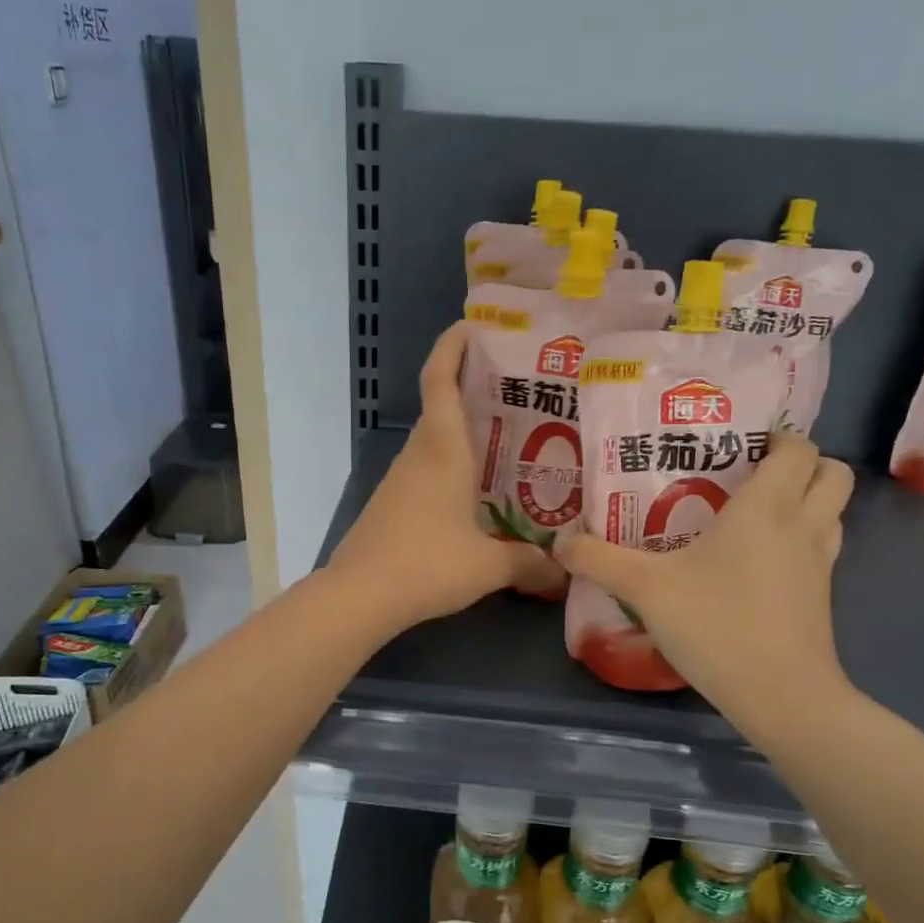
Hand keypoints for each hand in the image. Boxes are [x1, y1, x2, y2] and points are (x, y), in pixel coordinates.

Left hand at [329, 322, 561, 628]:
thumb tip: (563, 571)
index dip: (452, 346)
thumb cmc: (427, 564)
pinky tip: (478, 496)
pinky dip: (452, 470)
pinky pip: (427, 473)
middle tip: (520, 395)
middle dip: (474, 391)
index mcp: (441, 449)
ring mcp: (400, 481)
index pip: (439, 379)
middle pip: (441, 407)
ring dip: (465, 436)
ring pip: (435, 443)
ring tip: (510, 445)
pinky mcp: (392, 506)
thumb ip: (529, 563)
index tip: (472, 326)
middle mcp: (418, 455)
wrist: (360, 596)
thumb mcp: (488, 565)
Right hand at [555, 432, 855, 726]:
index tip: (743, 443)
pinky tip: (757, 564)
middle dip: (804, 464)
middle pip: (833, 473)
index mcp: (767, 507)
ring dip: (807, 502)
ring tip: (756, 515)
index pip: (798, 449)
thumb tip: (559, 542)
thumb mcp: (644, 588)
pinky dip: (801, 542)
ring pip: (833, 513)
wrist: (780, 695)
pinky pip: (821, 550)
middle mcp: (803, 526)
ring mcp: (820, 564)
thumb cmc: (716, 624)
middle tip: (754, 473)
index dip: (779, 438)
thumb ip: (599, 559)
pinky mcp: (821, 598)